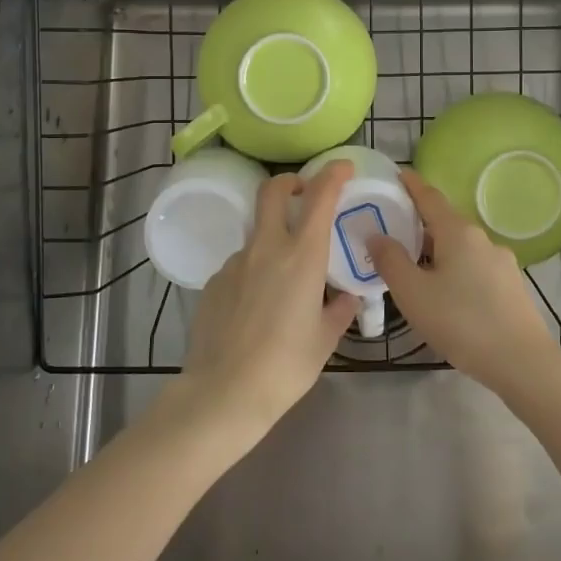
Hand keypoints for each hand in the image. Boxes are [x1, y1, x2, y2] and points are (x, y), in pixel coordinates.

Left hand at [162, 161, 359, 445]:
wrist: (224, 392)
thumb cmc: (286, 366)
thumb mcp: (324, 340)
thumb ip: (338, 311)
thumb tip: (346, 298)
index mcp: (302, 256)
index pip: (319, 197)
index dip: (332, 174)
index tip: (343, 168)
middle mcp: (267, 248)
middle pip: (272, 191)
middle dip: (290, 182)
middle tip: (304, 193)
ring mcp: (235, 262)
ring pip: (257, 233)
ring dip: (274, 238)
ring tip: (284, 279)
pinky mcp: (214, 281)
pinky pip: (240, 264)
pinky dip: (254, 271)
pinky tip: (257, 307)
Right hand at [369, 168, 560, 397]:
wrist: (522, 362)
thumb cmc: (460, 321)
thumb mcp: (412, 293)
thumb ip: (390, 260)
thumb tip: (376, 235)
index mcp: (457, 232)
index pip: (429, 196)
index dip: (411, 184)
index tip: (397, 174)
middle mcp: (481, 238)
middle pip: (445, 222)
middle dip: (419, 225)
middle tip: (393, 234)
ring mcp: (501, 262)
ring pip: (460, 248)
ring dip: (437, 252)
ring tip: (416, 271)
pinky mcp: (511, 286)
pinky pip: (474, 267)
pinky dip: (455, 270)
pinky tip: (447, 295)